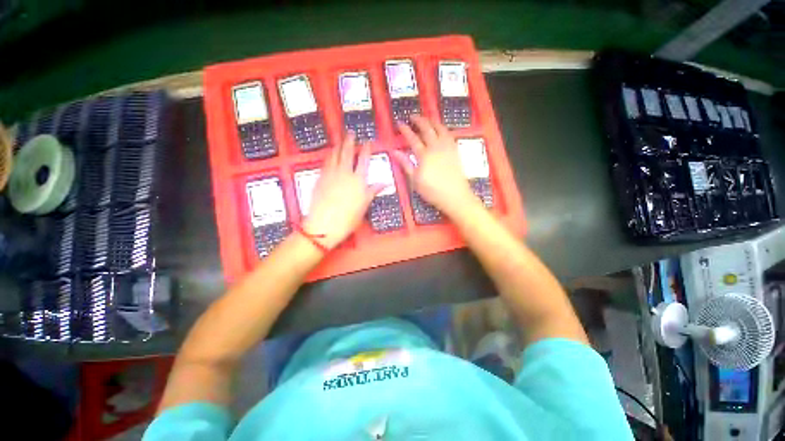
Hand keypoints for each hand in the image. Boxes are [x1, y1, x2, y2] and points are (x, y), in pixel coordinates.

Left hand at [303, 134, 383, 249]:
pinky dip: (329, 156)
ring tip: (340, 139)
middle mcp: (345, 173)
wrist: (325, 224)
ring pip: (335, 155)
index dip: (366, 149)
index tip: (368, 142)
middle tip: (351, 133)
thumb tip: (385, 183)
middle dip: (350, 142)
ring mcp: (331, 174)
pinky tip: (329, 153)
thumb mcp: (364, 205)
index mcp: (358, 180)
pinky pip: (325, 162)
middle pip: (348, 153)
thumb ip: (373, 190)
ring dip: (338, 146)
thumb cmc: (349, 217)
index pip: (364, 160)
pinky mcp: (320, 178)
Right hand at [391, 115, 477, 217]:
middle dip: (419, 120)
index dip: (405, 130)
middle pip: (427, 129)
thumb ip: (405, 164)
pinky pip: (449, 134)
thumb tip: (395, 151)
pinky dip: (443, 128)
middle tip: (412, 116)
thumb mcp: (415, 180)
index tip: (400, 123)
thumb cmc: (432, 191)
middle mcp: (436, 147)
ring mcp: (447, 147)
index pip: (413, 139)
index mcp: (424, 155)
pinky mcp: (455, 150)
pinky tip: (441, 128)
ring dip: (432, 121)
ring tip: (426, 118)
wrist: (455, 196)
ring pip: (440, 128)